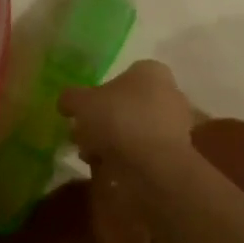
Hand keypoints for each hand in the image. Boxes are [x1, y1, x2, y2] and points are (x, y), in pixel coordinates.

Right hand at [59, 60, 196, 169]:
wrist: (154, 164)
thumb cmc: (119, 120)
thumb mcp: (82, 103)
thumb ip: (71, 98)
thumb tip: (66, 102)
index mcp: (150, 71)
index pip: (120, 77)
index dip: (96, 95)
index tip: (81, 114)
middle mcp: (169, 93)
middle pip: (126, 106)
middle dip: (102, 123)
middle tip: (82, 138)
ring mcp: (176, 125)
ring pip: (134, 131)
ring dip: (111, 144)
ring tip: (91, 158)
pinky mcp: (176, 154)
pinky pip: (143, 152)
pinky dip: (126, 160)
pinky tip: (109, 171)